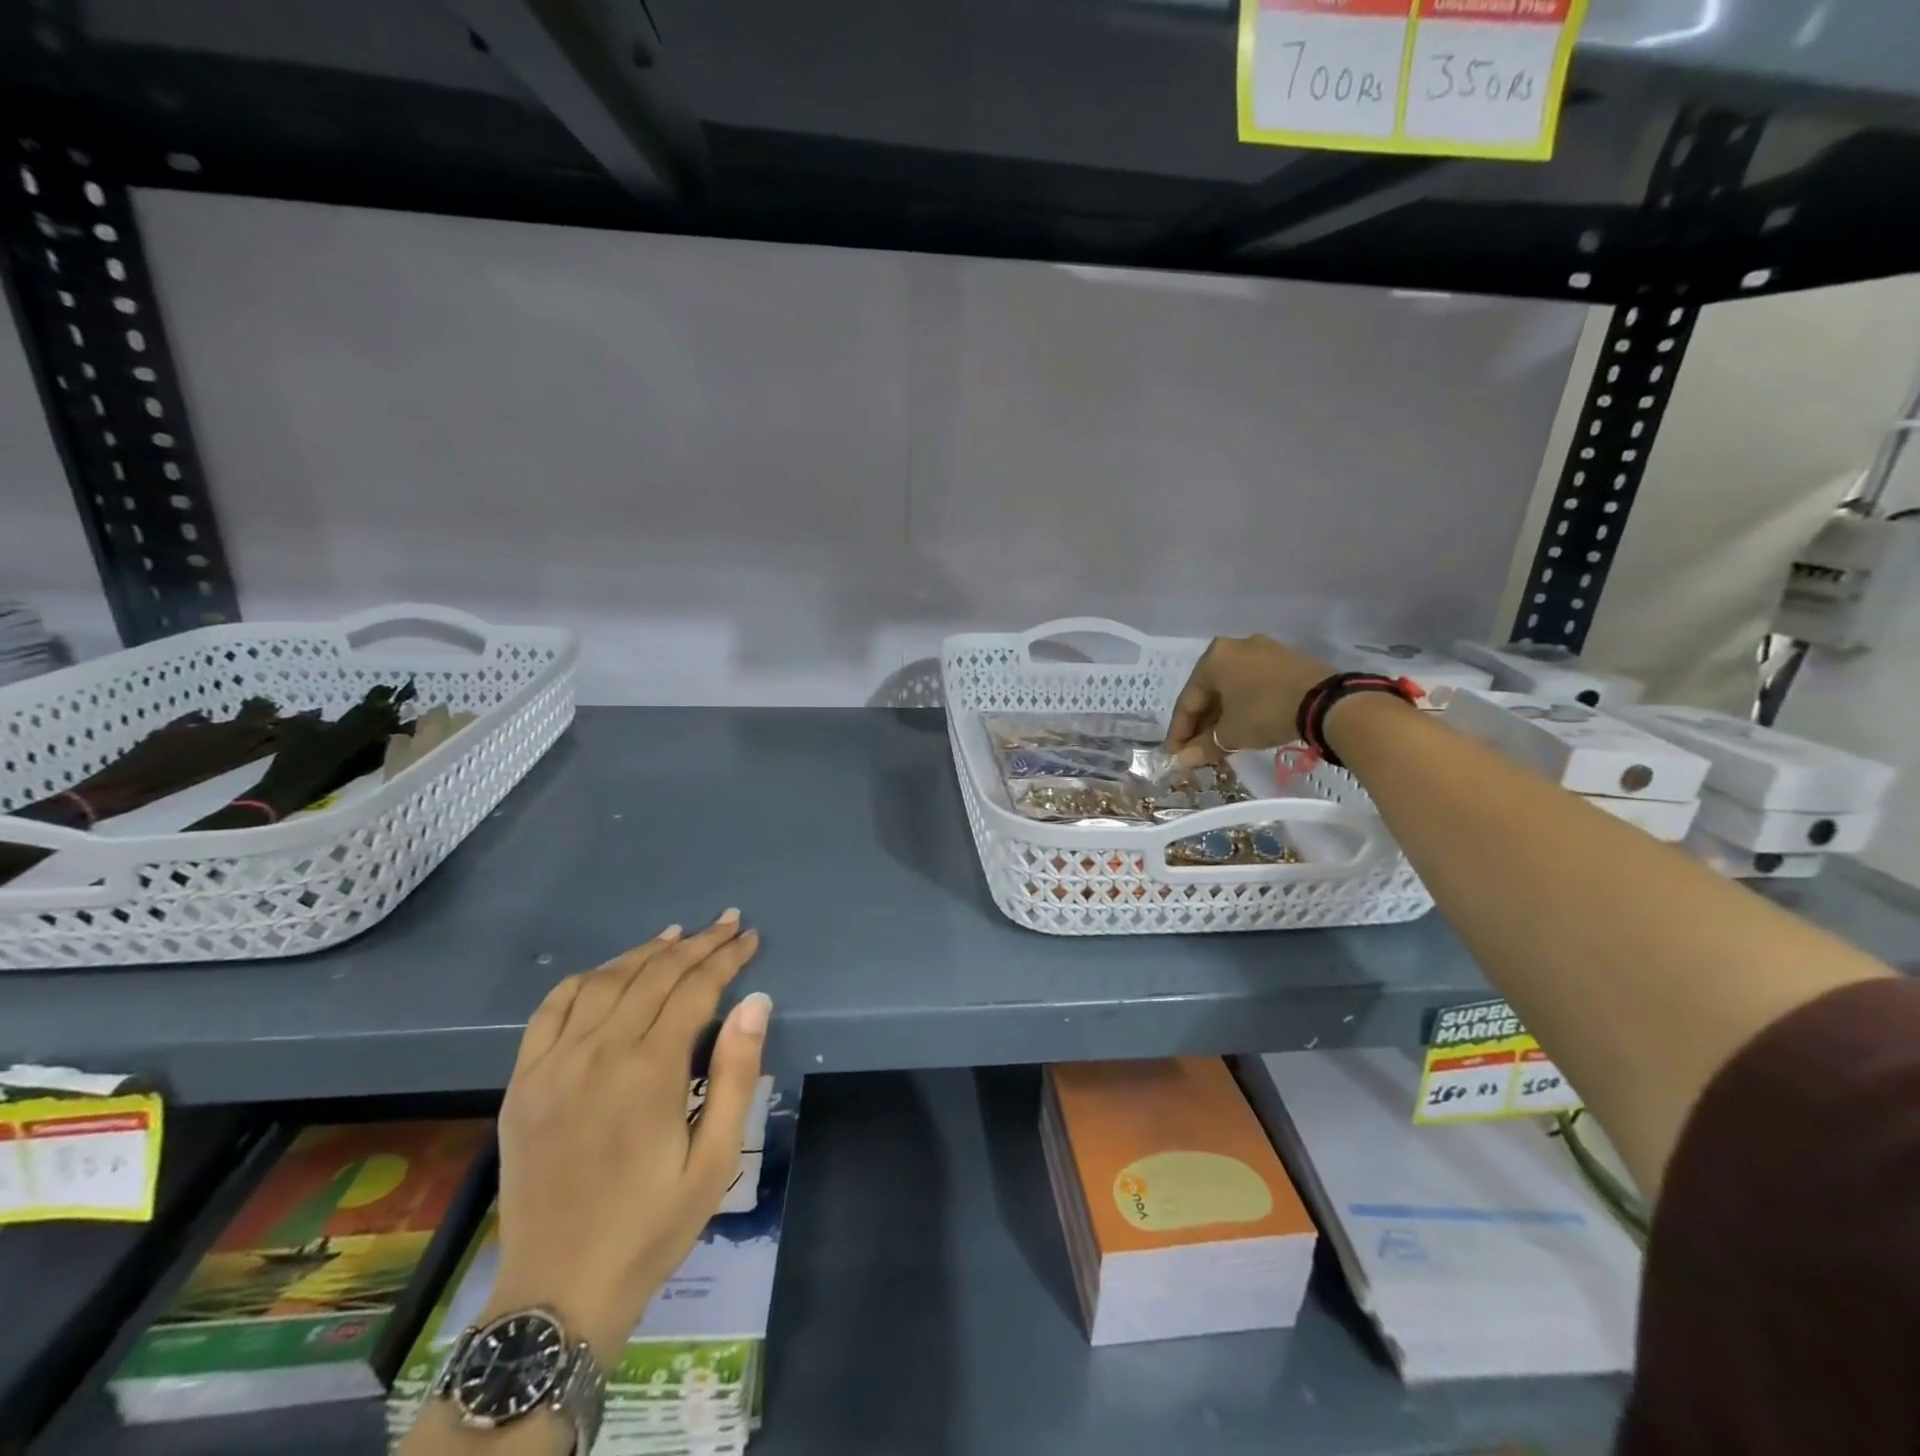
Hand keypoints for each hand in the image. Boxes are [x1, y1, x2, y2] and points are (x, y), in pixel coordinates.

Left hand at [487, 910, 769, 1366]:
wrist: (559, 1290)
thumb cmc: (651, 1226)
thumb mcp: (715, 1160)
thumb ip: (735, 1074)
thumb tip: (755, 1003)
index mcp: (649, 1071)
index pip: (695, 989)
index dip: (726, 958)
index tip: (749, 937)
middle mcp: (598, 1053)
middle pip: (654, 975)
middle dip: (697, 944)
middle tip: (727, 923)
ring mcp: (553, 1064)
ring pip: (605, 981)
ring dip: (645, 952)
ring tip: (677, 935)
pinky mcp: (523, 1081)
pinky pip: (552, 1008)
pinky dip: (584, 979)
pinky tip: (609, 971)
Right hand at [1164, 635, 1337, 761]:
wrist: (1327, 702)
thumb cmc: (1265, 712)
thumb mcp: (1231, 734)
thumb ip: (1203, 746)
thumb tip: (1183, 761)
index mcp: (1213, 658)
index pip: (1187, 700)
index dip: (1179, 731)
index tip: (1174, 754)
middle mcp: (1234, 647)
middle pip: (1209, 692)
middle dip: (1201, 724)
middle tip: (1196, 750)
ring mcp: (1263, 650)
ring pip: (1232, 688)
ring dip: (1222, 716)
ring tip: (1220, 742)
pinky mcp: (1286, 660)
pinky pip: (1253, 684)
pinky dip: (1244, 705)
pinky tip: (1244, 725)